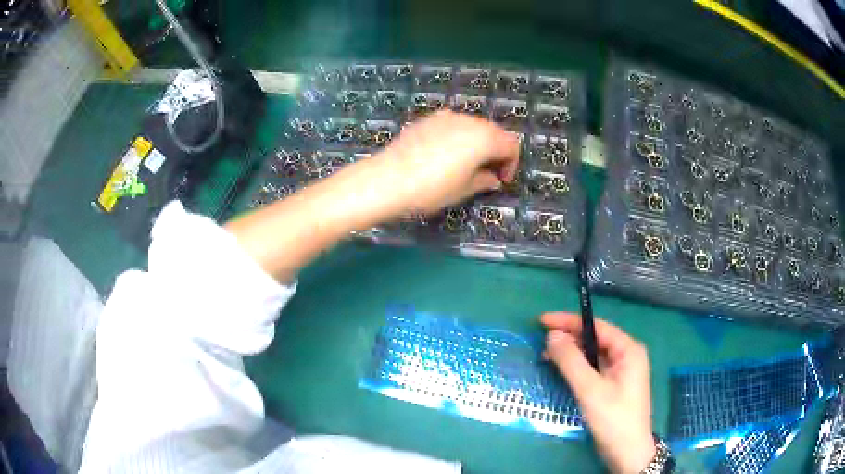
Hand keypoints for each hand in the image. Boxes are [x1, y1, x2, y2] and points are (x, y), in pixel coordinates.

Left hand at [379, 110, 519, 214]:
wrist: (388, 179)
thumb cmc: (432, 188)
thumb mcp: (464, 189)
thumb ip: (484, 180)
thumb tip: (493, 179)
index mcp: (485, 137)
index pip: (511, 145)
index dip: (511, 164)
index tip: (501, 180)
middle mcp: (469, 121)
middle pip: (493, 132)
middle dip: (495, 152)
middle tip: (487, 174)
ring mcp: (447, 117)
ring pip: (473, 127)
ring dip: (477, 144)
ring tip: (466, 165)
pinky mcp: (428, 119)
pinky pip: (453, 126)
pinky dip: (457, 138)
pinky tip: (444, 156)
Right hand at [541, 312, 655, 473]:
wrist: (627, 452)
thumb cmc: (613, 418)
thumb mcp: (590, 389)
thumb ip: (571, 361)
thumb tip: (552, 335)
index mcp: (628, 350)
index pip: (596, 326)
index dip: (568, 321)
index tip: (542, 321)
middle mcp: (627, 355)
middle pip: (594, 338)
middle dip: (568, 338)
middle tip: (540, 341)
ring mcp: (621, 371)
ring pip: (592, 354)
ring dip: (570, 354)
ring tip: (545, 356)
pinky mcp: (613, 385)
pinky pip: (593, 368)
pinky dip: (576, 367)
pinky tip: (561, 371)